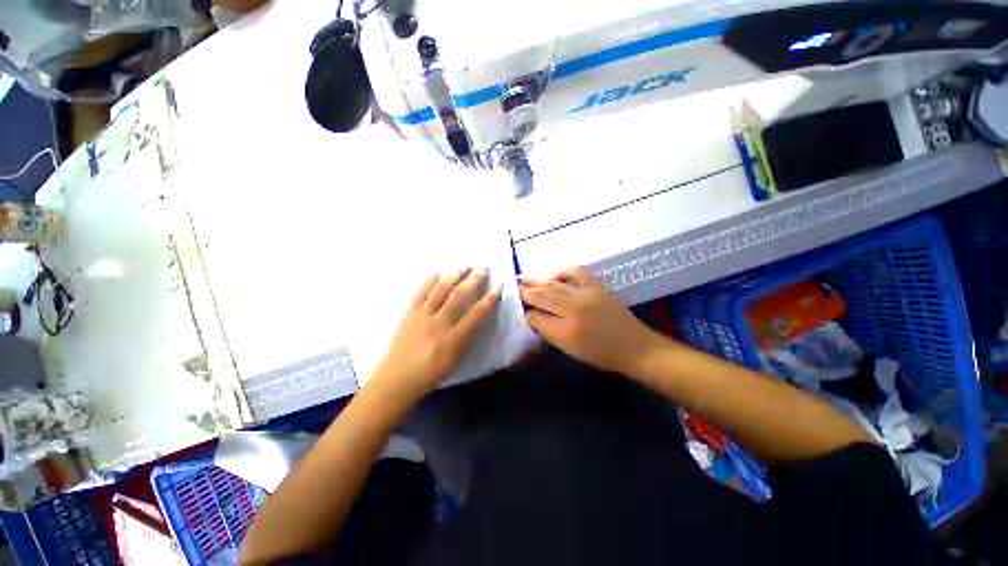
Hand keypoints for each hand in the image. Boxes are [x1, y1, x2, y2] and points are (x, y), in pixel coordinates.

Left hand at [369, 268, 500, 404]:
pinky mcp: (409, 313)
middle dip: (473, 281)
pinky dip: (429, 280)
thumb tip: (477, 316)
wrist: (397, 379)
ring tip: (464, 265)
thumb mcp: (457, 359)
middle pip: (459, 297)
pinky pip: (420, 293)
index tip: (498, 287)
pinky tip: (437, 272)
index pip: (476, 314)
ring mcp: (422, 316)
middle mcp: (439, 323)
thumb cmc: (432, 373)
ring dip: (454, 275)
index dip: (489, 299)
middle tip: (483, 269)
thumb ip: (469, 337)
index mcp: (454, 339)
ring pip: (440, 290)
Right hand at [520, 267, 662, 375]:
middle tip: (514, 287)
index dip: (525, 312)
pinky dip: (562, 272)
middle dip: (525, 292)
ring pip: (553, 284)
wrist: (634, 347)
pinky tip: (554, 275)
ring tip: (524, 278)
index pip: (536, 317)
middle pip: (541, 296)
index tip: (519, 309)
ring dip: (537, 280)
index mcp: (565, 331)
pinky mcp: (596, 287)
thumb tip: (533, 318)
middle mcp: (573, 310)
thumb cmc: (601, 355)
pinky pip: (576, 272)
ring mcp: (585, 295)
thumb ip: (549, 333)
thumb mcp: (571, 351)